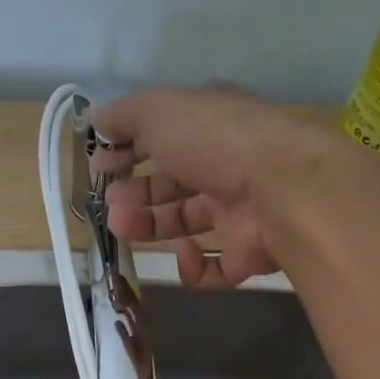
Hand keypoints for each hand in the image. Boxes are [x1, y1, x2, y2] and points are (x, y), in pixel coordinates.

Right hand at [89, 85, 338, 287]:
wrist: (283, 190)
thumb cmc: (215, 142)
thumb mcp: (159, 111)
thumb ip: (124, 116)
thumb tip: (96, 118)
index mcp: (208, 127)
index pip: (162, 137)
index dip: (127, 150)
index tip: (98, 166)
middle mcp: (224, 166)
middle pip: (170, 184)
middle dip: (134, 193)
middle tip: (110, 203)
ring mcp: (238, 212)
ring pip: (185, 222)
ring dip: (149, 225)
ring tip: (122, 226)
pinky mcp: (247, 253)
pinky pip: (213, 267)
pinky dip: (193, 266)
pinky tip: (183, 253)